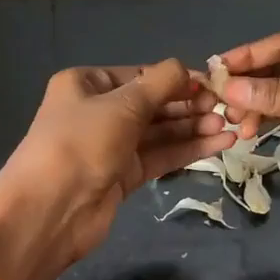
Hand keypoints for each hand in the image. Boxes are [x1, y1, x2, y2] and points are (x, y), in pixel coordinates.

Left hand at [0, 59, 232, 279]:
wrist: (50, 210)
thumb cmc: (81, 142)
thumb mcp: (122, 104)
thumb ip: (160, 83)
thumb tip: (186, 69)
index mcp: (87, 84)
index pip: (141, 75)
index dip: (177, 79)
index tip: (212, 85)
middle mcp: (98, 111)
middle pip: (153, 103)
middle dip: (189, 105)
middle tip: (226, 108)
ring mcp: (111, 145)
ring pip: (160, 131)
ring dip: (193, 128)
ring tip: (229, 127)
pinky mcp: (124, 175)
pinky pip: (161, 155)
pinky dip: (188, 149)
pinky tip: (219, 144)